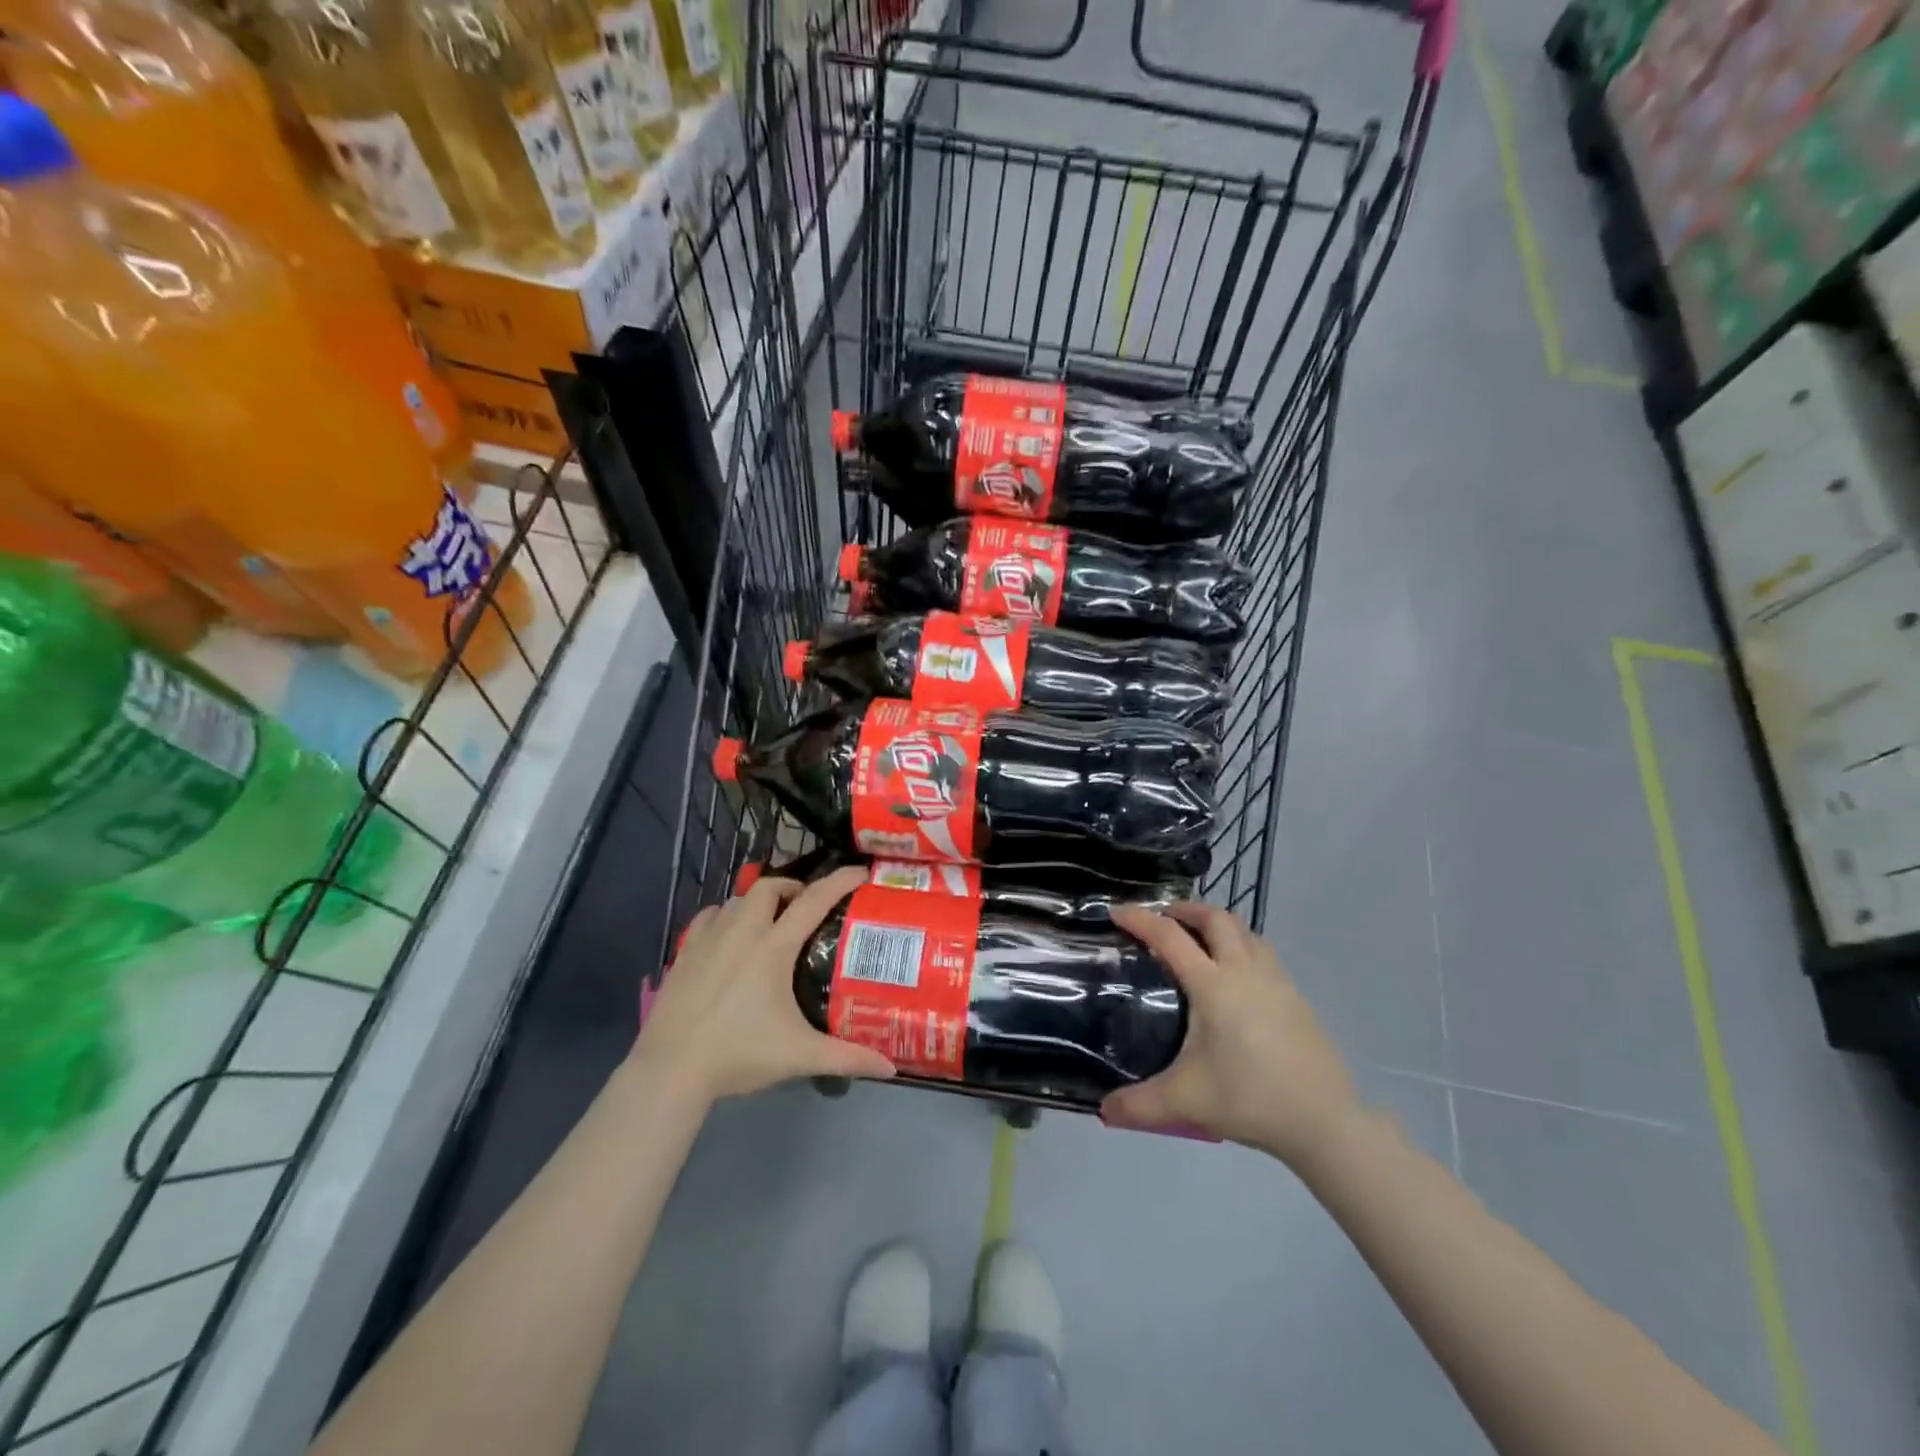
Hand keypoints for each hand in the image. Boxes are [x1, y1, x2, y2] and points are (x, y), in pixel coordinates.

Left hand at [634, 867, 895, 1104]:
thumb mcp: (798, 1055)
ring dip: (759, 903)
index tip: (861, 873)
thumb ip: (847, 1057)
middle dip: (793, 888)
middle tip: (807, 907)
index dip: (840, 881)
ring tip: (771, 923)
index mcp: (773, 948)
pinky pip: (708, 917)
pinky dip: (725, 916)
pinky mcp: (684, 953)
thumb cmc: (738, 1054)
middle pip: (770, 887)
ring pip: (737, 900)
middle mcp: (741, 932)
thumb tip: (891, 1067)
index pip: (814, 900)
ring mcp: (708, 939)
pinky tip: (728, 935)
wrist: (670, 1070)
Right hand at [1102, 903, 1359, 1167]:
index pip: (1169, 937)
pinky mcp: (1295, 996)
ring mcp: (1275, 980)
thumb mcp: (1186, 1101)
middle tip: (1163, 920)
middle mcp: (1244, 971)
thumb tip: (1103, 1111)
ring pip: (1244, 931)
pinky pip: (1261, 952)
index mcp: (1213, 985)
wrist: (1323, 1120)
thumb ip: (1138, 1105)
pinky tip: (1234, 975)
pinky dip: (1240, 945)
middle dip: (1185, 910)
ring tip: (1198, 940)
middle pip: (1215, 918)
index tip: (1116, 912)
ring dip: (1216, 924)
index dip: (1140, 919)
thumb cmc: (1249, 1098)